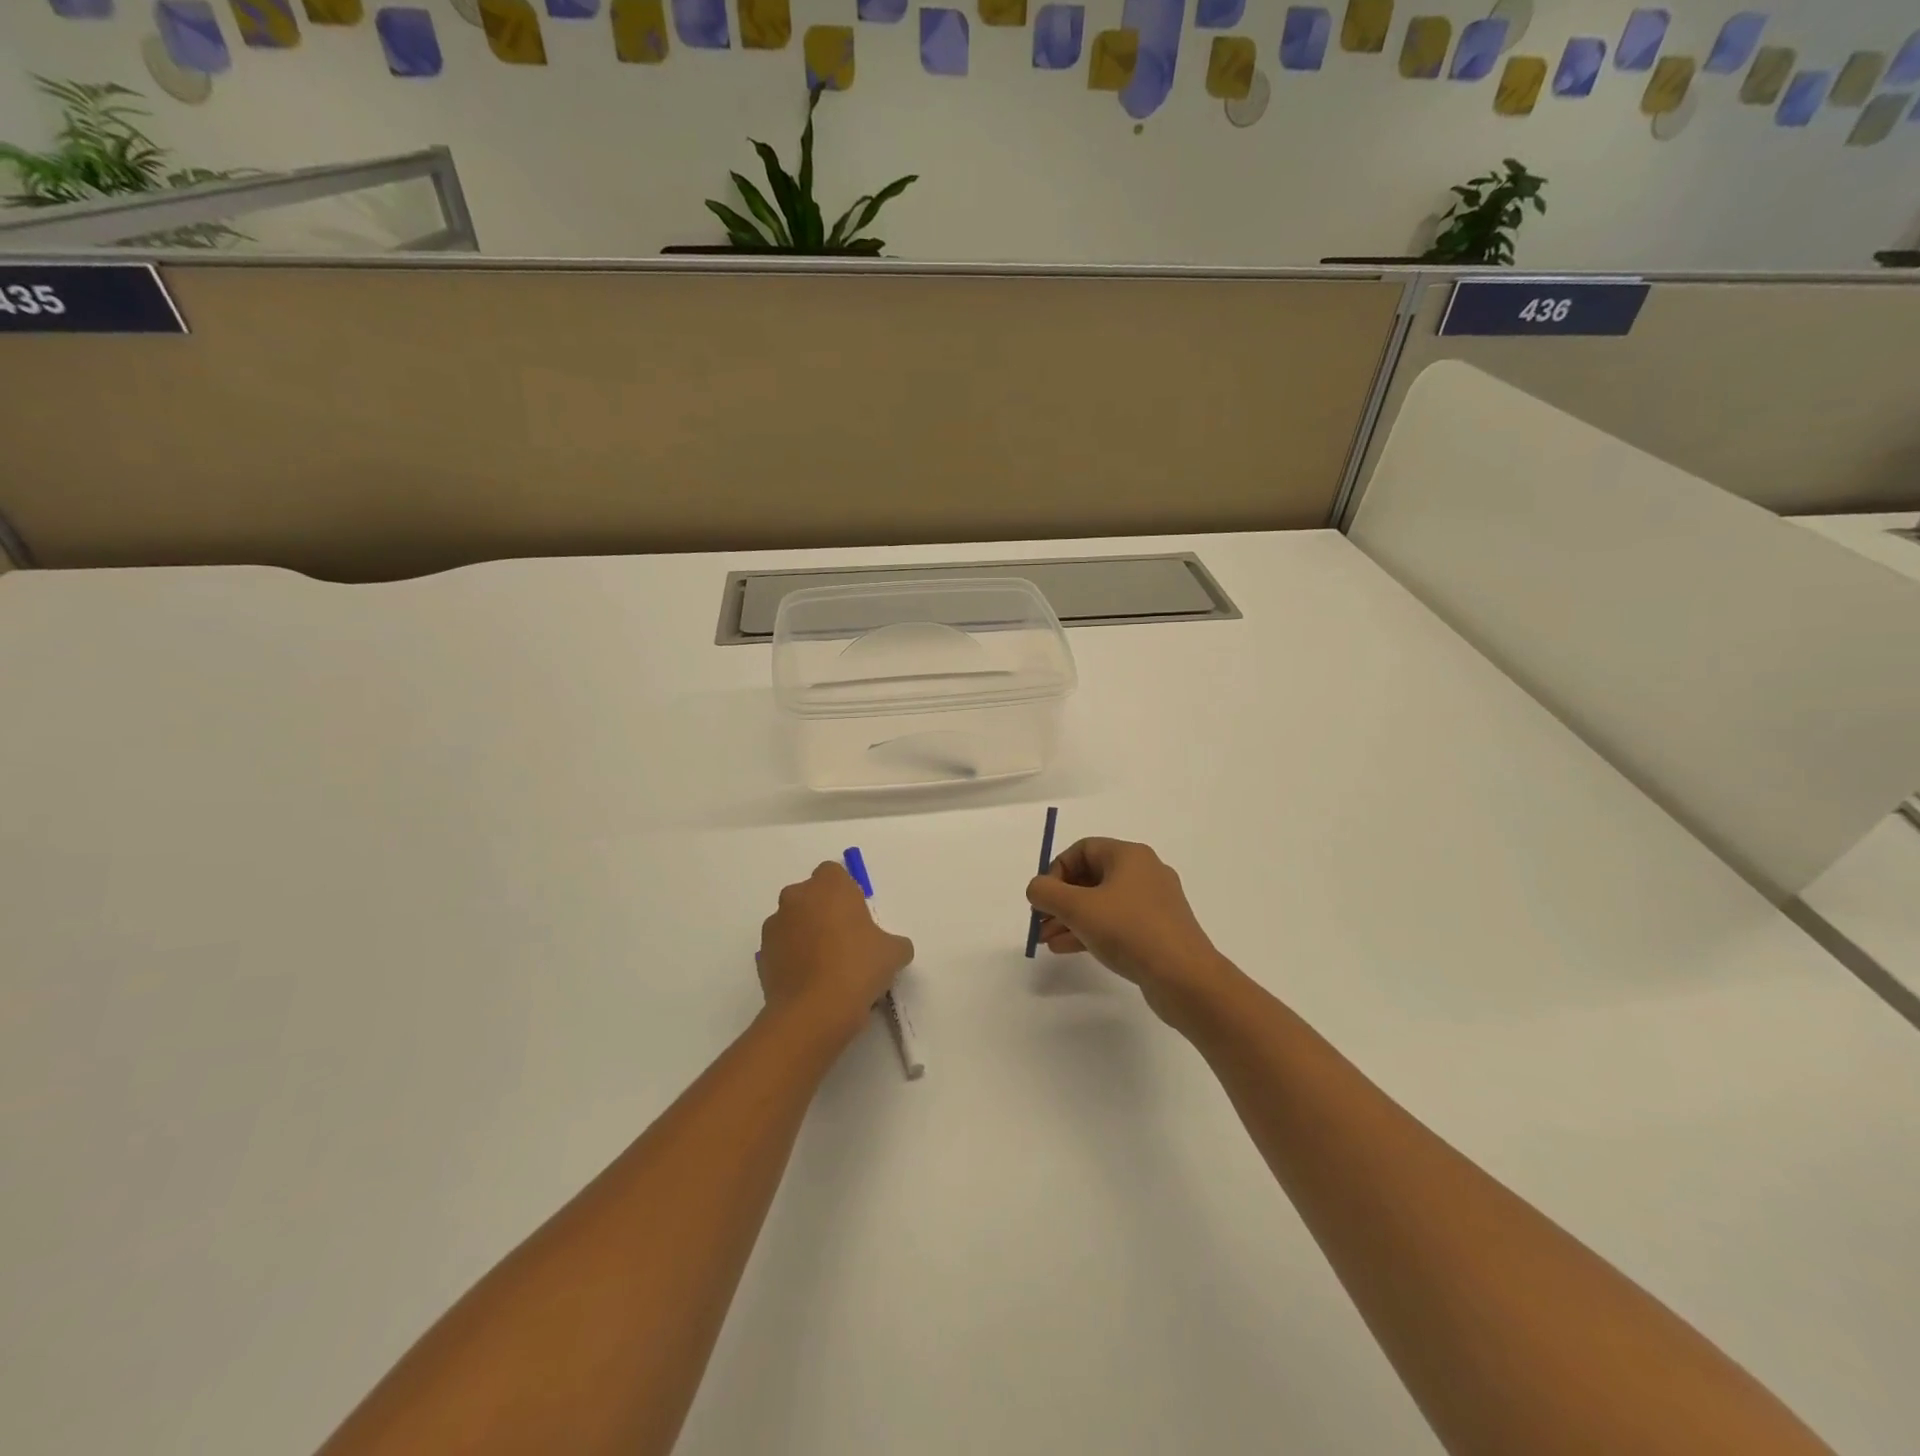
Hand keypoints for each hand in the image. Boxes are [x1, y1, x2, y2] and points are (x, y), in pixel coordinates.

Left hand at [759, 862, 913, 1044]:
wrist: (813, 1012)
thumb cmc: (857, 968)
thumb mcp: (893, 953)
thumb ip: (894, 942)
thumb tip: (893, 949)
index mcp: (829, 886)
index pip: (834, 873)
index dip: (846, 893)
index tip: (858, 917)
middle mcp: (796, 897)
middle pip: (811, 896)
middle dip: (824, 912)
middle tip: (845, 941)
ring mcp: (774, 926)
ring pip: (793, 922)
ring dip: (806, 935)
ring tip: (827, 967)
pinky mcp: (762, 955)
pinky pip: (782, 949)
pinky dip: (793, 958)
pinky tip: (811, 982)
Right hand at [1026, 838, 1240, 1030]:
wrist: (1185, 978)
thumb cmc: (1129, 931)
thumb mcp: (1078, 908)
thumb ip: (1047, 893)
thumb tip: (1037, 888)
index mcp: (1129, 856)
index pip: (1083, 850)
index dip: (1056, 870)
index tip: (1043, 897)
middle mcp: (1144, 873)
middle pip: (1091, 877)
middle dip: (1060, 900)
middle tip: (1040, 922)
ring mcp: (1153, 903)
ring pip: (1102, 903)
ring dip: (1071, 919)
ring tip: (1047, 941)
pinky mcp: (1158, 931)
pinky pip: (1116, 923)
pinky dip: (1091, 931)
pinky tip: (1067, 949)